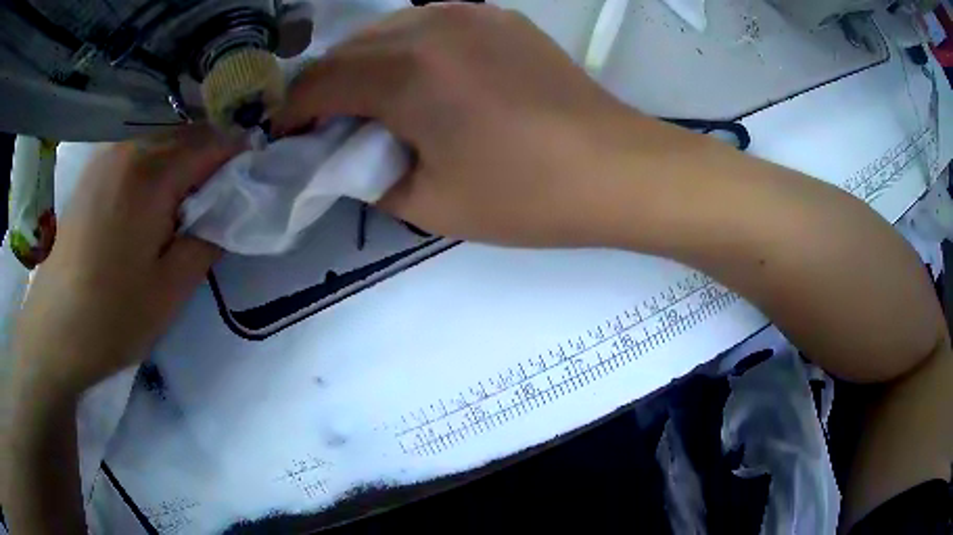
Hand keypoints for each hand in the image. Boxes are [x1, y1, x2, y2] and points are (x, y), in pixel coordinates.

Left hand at [11, 127, 240, 397]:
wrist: (54, 331)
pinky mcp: (93, 170)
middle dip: (213, 159)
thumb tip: (228, 208)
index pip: (214, 141)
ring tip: (186, 206)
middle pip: (188, 135)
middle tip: (221, 200)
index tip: (255, 180)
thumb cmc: (112, 317)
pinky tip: (152, 204)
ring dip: (184, 164)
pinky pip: (138, 153)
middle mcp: (128, 148)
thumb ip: (209, 238)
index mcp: (150, 173)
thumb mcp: (171, 289)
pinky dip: (157, 167)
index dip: (241, 156)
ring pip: (163, 141)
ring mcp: (106, 156)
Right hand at [276, 3, 646, 246]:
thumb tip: (345, 155)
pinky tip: (417, 76)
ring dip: (362, 63)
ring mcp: (469, 14)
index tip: (288, 135)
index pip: (319, 83)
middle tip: (325, 124)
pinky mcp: (498, 18)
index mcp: (406, 74)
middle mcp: (430, 27)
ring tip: (367, 101)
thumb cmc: (526, 196)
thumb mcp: (429, 203)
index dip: (294, 111)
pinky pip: (428, 23)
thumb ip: (369, 175)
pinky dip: (404, 48)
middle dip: (323, 87)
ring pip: (385, 29)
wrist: (615, 169)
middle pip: (347, 50)